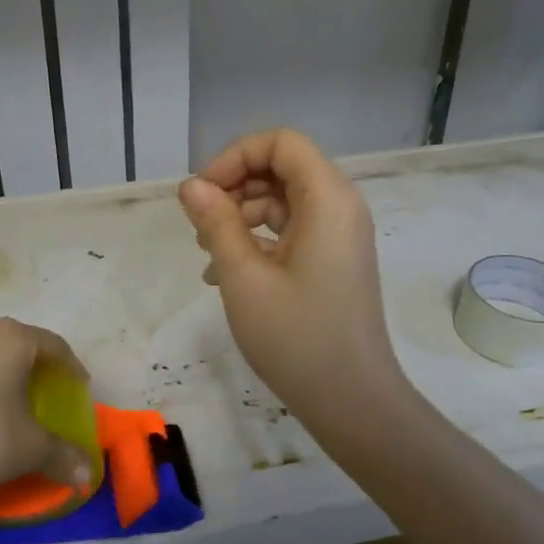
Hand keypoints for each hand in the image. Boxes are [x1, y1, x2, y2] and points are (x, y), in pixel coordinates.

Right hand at [177, 129, 407, 425]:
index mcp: (328, 199)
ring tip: (208, 257)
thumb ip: (216, 223)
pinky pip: (292, 232)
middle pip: (282, 169)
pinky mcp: (333, 262)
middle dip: (235, 188)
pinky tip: (225, 276)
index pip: (280, 143)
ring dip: (241, 217)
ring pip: (284, 202)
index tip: (201, 194)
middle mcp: (340, 207)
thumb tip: (191, 185)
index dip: (235, 157)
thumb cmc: (297, 337)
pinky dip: (257, 242)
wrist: (351, 399)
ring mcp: (339, 236)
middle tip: (199, 227)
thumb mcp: (244, 277)